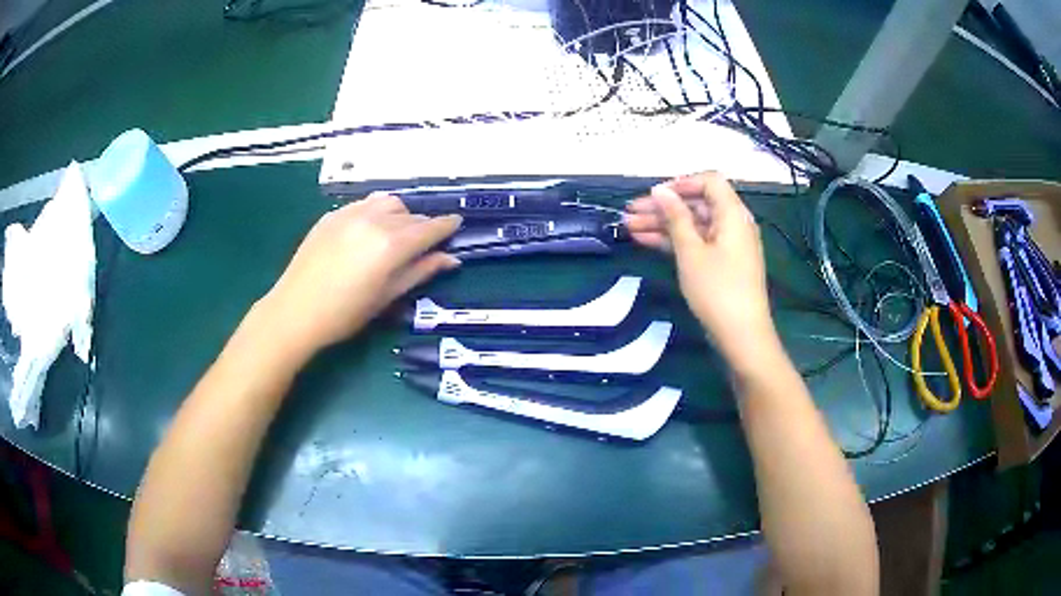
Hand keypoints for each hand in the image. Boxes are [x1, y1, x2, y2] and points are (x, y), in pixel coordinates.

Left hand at [259, 193, 461, 359]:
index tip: (456, 224)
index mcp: (391, 245)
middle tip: (424, 243)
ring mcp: (350, 213)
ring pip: (388, 202)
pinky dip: (376, 212)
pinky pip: (364, 204)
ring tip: (395, 234)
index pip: (429, 228)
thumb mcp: (387, 297)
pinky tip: (369, 230)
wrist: (295, 311)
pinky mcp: (332, 214)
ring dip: (400, 214)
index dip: (447, 226)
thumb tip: (451, 259)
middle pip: (410, 214)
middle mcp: (374, 220)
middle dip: (422, 226)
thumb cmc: (345, 314)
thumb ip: (420, 272)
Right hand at [625, 172, 775, 367]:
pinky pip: (697, 242)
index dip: (680, 183)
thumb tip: (660, 190)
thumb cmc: (717, 290)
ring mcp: (727, 245)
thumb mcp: (691, 251)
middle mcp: (733, 224)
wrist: (741, 336)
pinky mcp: (722, 263)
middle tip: (630, 213)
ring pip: (693, 225)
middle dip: (663, 207)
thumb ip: (675, 217)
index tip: (654, 195)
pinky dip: (674, 241)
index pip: (709, 181)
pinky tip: (646, 241)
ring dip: (663, 225)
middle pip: (697, 204)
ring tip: (629, 227)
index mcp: (733, 214)